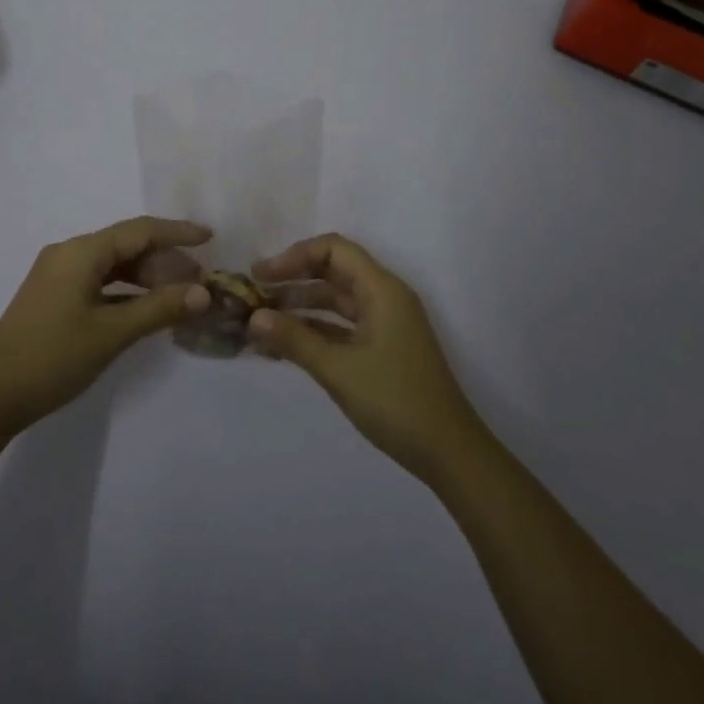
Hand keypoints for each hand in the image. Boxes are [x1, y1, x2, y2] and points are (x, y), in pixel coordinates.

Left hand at [0, 216, 212, 433]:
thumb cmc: (53, 356)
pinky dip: (125, 291)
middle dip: (164, 260)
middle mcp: (69, 253)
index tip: (210, 237)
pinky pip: (99, 281)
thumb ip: (159, 309)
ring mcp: (58, 275)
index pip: (140, 230)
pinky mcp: (54, 296)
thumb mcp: (112, 333)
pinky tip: (144, 308)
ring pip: (113, 265)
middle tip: (198, 282)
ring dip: (146, 277)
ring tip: (178, 296)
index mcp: (81, 251)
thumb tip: (203, 293)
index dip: (177, 232)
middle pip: (126, 245)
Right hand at [248, 233, 485, 481]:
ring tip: (262, 321)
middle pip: (333, 271)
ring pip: (336, 300)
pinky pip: (343, 326)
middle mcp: (384, 297)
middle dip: (293, 280)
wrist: (450, 453)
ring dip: (301, 307)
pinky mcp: (384, 348)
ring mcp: (385, 323)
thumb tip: (253, 318)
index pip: (333, 250)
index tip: (262, 276)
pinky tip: (285, 346)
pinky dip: (315, 330)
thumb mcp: (338, 370)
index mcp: (381, 289)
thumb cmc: (395, 401)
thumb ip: (294, 339)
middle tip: (254, 294)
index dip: (295, 256)